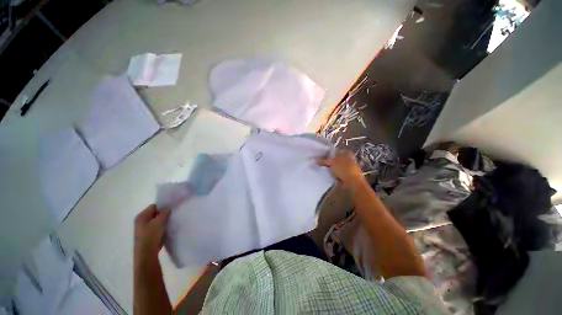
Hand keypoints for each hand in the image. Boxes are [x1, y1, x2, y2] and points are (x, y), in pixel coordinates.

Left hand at [134, 205, 170, 262]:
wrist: (146, 255)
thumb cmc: (151, 236)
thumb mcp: (159, 222)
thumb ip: (164, 213)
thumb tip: (168, 208)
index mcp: (141, 216)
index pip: (154, 206)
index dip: (163, 206)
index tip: (172, 209)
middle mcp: (141, 221)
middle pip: (155, 214)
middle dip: (164, 214)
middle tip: (172, 215)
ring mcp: (143, 229)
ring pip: (156, 221)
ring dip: (163, 221)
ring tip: (171, 223)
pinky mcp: (147, 236)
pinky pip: (156, 228)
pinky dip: (162, 228)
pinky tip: (167, 230)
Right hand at [317, 150, 364, 186]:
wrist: (352, 183)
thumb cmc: (344, 169)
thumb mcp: (331, 162)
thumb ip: (323, 160)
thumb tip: (314, 159)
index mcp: (346, 153)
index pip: (333, 152)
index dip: (326, 154)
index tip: (319, 157)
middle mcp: (348, 159)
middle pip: (334, 159)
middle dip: (327, 162)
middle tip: (319, 163)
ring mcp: (347, 168)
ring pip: (335, 167)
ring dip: (329, 168)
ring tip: (321, 169)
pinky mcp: (346, 175)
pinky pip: (336, 173)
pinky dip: (332, 174)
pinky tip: (326, 174)